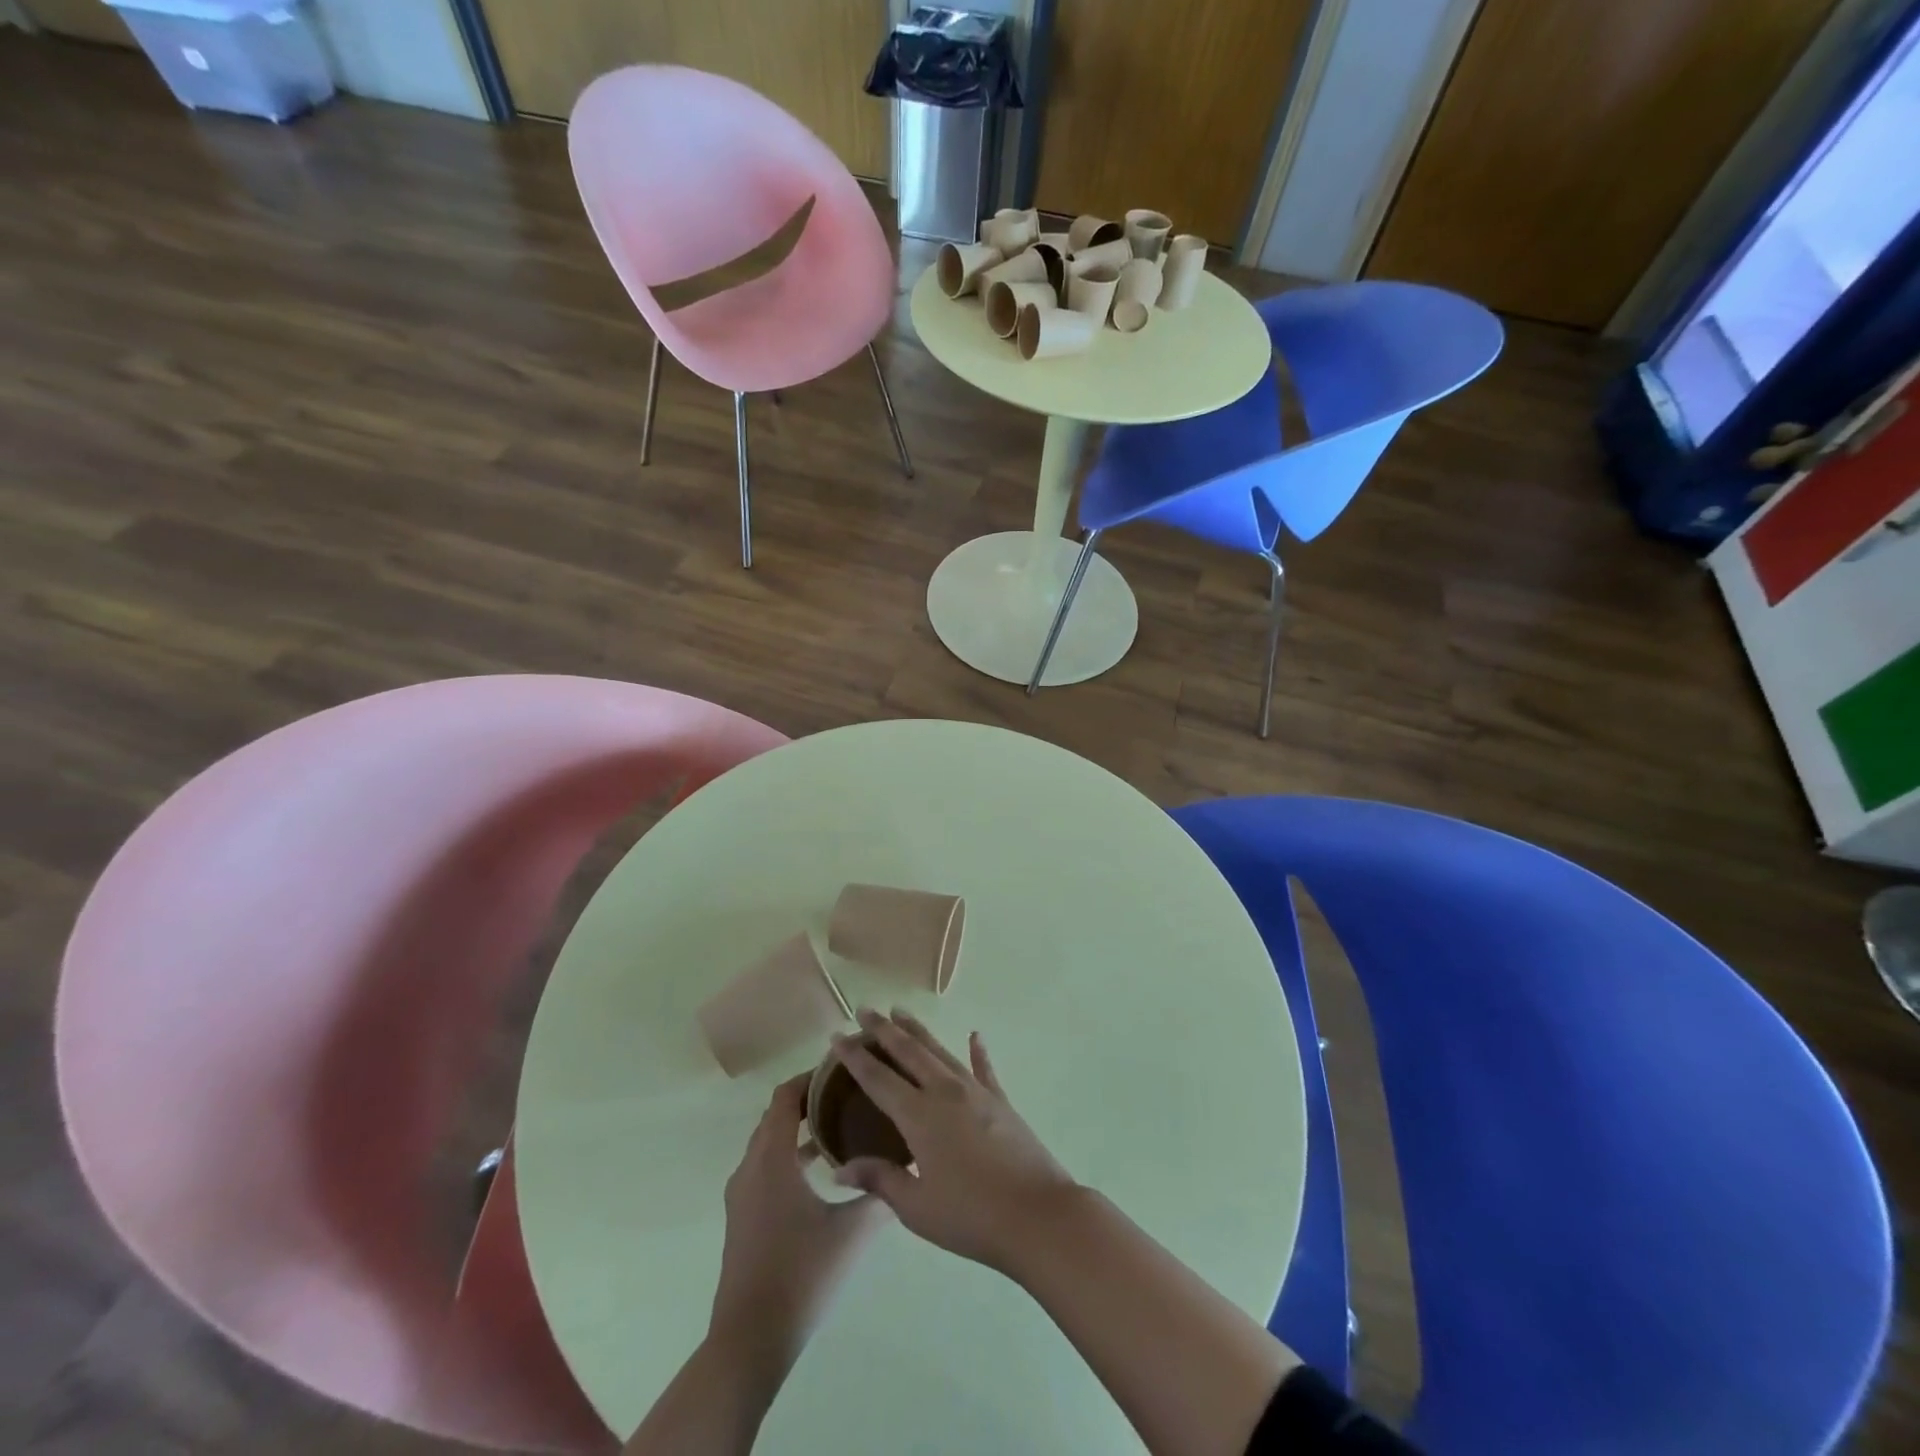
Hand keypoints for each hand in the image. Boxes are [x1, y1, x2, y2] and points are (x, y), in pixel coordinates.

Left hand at [709, 1073, 888, 1370]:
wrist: (749, 1341)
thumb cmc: (801, 1275)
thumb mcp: (852, 1232)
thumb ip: (880, 1196)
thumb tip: (907, 1171)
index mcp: (772, 1159)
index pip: (785, 1097)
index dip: (811, 1076)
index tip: (843, 1069)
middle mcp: (750, 1168)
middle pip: (776, 1115)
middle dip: (809, 1099)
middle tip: (849, 1093)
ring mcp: (742, 1195)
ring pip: (769, 1143)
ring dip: (800, 1129)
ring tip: (841, 1126)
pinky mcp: (742, 1218)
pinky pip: (765, 1167)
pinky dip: (790, 1156)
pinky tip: (822, 1173)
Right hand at [831, 1009, 1079, 1273]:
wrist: (1037, 1214)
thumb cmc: (971, 1216)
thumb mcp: (917, 1207)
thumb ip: (881, 1180)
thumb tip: (841, 1168)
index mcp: (919, 1116)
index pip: (878, 1079)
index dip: (855, 1057)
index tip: (837, 1036)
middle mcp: (945, 1092)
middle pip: (909, 1052)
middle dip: (884, 1030)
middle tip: (865, 1010)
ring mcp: (976, 1092)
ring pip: (940, 1051)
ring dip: (919, 1031)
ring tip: (901, 1012)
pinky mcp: (1001, 1101)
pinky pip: (984, 1068)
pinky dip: (977, 1051)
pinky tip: (975, 1035)